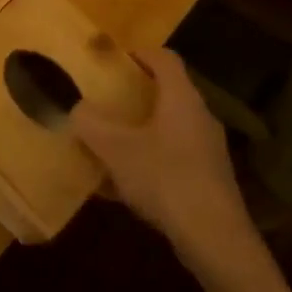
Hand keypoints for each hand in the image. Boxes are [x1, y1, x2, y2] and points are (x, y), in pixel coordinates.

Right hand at [69, 47, 256, 269]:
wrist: (214, 237)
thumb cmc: (164, 178)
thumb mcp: (116, 149)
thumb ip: (91, 124)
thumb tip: (77, 108)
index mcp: (181, 98)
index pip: (165, 58)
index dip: (140, 53)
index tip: (114, 60)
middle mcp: (200, 116)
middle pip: (168, 92)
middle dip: (136, 95)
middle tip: (106, 101)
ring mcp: (208, 149)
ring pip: (170, 127)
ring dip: (142, 130)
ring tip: (111, 144)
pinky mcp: (209, 178)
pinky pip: (174, 157)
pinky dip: (150, 160)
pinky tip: (125, 185)